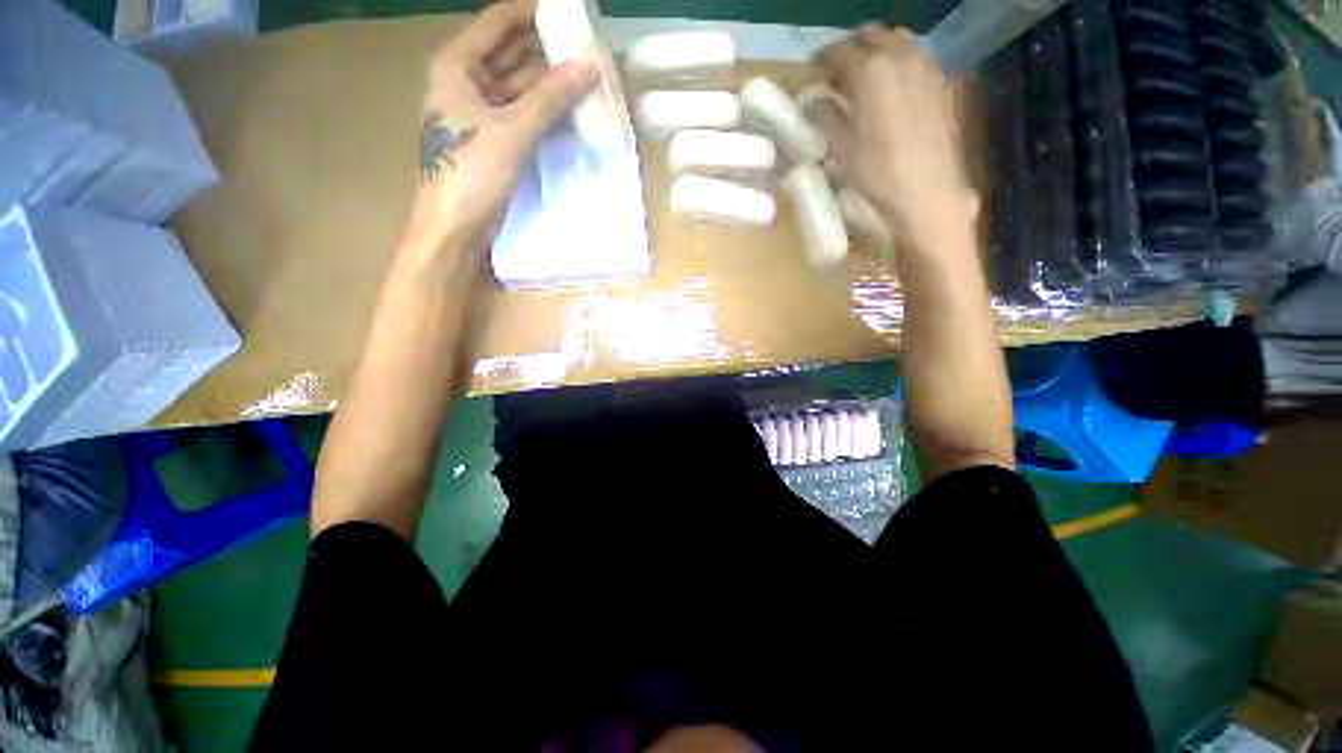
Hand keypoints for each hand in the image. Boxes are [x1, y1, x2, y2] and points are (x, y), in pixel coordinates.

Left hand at [406, 0, 595, 253]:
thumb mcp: (512, 130)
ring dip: (552, 86)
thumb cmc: (472, 172)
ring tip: (589, 80)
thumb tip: (589, 66)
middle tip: (588, 50)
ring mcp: (482, 114)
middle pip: (512, 54)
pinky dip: (547, 113)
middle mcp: (467, 83)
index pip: (499, 23)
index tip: (571, 13)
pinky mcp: (496, 142)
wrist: (455, 227)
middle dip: (549, 52)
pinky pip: (525, 116)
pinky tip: (573, 112)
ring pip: (522, 88)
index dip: (533, 12)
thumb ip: (551, 98)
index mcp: (457, 66)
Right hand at [815, 26, 977, 248]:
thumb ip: (824, 116)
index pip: (840, 52)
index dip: (824, 61)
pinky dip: (901, 66)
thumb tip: (813, 100)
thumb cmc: (876, 172)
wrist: (926, 190)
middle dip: (853, 51)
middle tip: (840, 76)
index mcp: (870, 71)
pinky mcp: (942, 83)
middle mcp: (901, 57)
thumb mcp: (840, 148)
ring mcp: (926, 67)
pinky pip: (917, 60)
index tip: (816, 75)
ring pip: (898, 44)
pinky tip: (894, 91)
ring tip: (867, 82)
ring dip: (878, 54)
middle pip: (872, 37)